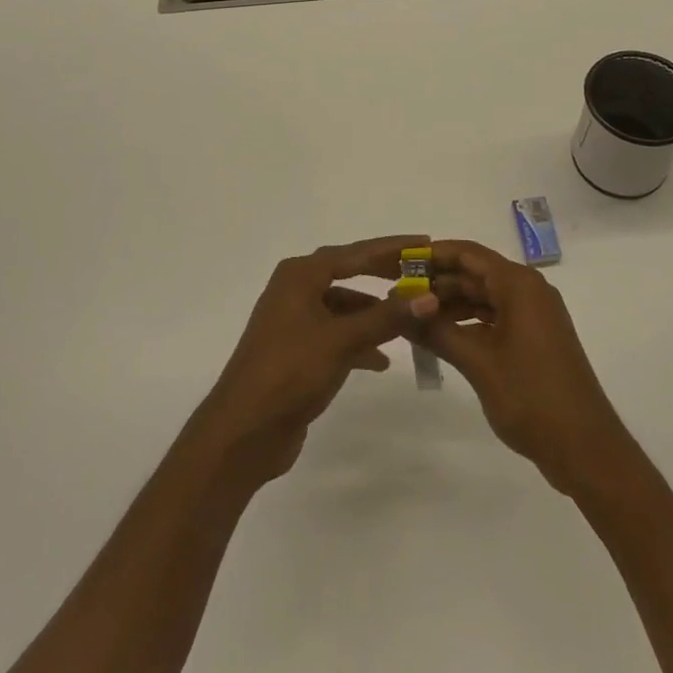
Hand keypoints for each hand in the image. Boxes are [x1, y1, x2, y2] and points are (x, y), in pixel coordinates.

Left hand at [192, 235, 439, 484]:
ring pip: (344, 307)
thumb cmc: (289, 371)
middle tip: (422, 274)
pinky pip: (337, 334)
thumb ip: (385, 318)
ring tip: (410, 320)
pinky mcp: (298, 351)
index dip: (391, 248)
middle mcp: (295, 289)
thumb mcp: (341, 340)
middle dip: (384, 275)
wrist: (243, 431)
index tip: (424, 241)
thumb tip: (429, 298)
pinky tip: (381, 360)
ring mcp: (295, 321)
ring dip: (374, 313)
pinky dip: (359, 341)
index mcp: (300, 275)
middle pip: (349, 273)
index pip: (355, 252)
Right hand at [421, 239, 631, 496]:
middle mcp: (528, 290)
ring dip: (450, 304)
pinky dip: (468, 322)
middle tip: (397, 294)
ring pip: (483, 296)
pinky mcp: (534, 338)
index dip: (432, 255)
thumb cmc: (532, 397)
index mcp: (519, 285)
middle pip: (475, 273)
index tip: (398, 262)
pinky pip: (494, 316)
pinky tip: (441, 336)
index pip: (468, 253)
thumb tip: (401, 310)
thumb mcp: (478, 362)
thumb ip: (438, 332)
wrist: (586, 449)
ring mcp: (533, 315)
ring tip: (412, 316)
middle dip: (437, 282)